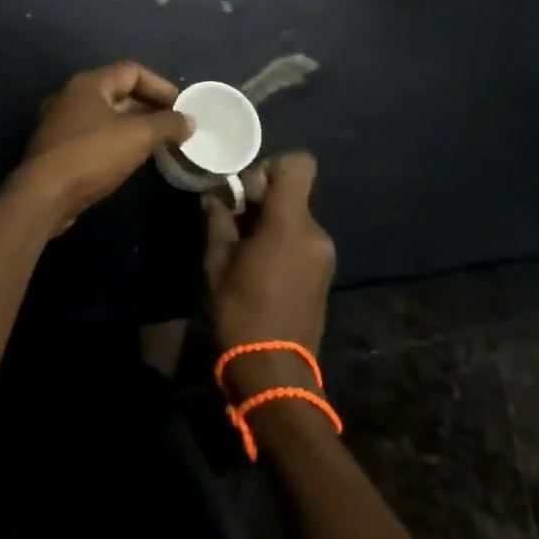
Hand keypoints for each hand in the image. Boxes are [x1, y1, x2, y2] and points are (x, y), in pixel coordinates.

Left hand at [7, 61, 194, 230]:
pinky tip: (130, 158)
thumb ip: (167, 124)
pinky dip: (116, 140)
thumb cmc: (92, 155)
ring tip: (157, 142)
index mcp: (89, 83)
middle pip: (118, 92)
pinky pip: (94, 135)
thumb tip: (189, 121)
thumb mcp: (138, 136)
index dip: (160, 85)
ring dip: (133, 125)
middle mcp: (72, 95)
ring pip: (106, 115)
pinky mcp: (58, 148)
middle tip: (173, 125)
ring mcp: (61, 122)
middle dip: (148, 106)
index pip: (132, 70)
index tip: (181, 106)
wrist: (43, 195)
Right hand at [203, 153, 334, 398]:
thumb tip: (214, 197)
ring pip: (296, 217)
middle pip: (293, 193)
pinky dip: (282, 241)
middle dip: (262, 199)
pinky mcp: (324, 274)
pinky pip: (302, 240)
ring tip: (243, 249)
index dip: (272, 167)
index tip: (246, 192)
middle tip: (233, 222)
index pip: (300, 164)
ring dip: (271, 222)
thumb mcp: (217, 263)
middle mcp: (315, 232)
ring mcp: (324, 255)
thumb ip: (218, 221)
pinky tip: (260, 267)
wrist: (274, 374)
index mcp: (290, 223)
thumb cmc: (240, 313)